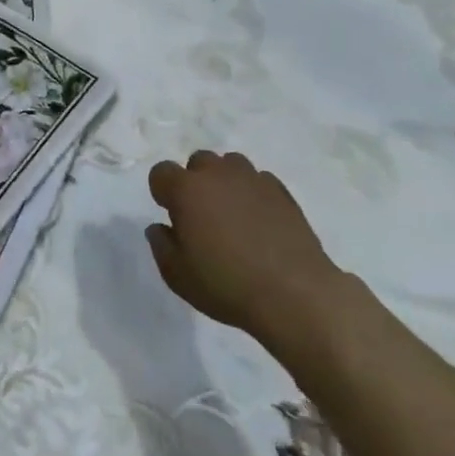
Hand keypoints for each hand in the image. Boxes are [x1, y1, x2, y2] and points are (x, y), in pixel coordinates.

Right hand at [146, 150, 342, 339]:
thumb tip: (160, 227)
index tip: (172, 216)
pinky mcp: (282, 192)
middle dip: (195, 182)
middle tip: (202, 216)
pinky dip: (253, 193)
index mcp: (186, 190)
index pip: (161, 172)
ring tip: (232, 214)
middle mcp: (218, 175)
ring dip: (225, 182)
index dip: (162, 192)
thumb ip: (161, 245)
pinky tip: (259, 221)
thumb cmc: (226, 284)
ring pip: (231, 165)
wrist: (294, 294)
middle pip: (198, 161)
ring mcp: (253, 179)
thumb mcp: (177, 275)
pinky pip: (259, 180)